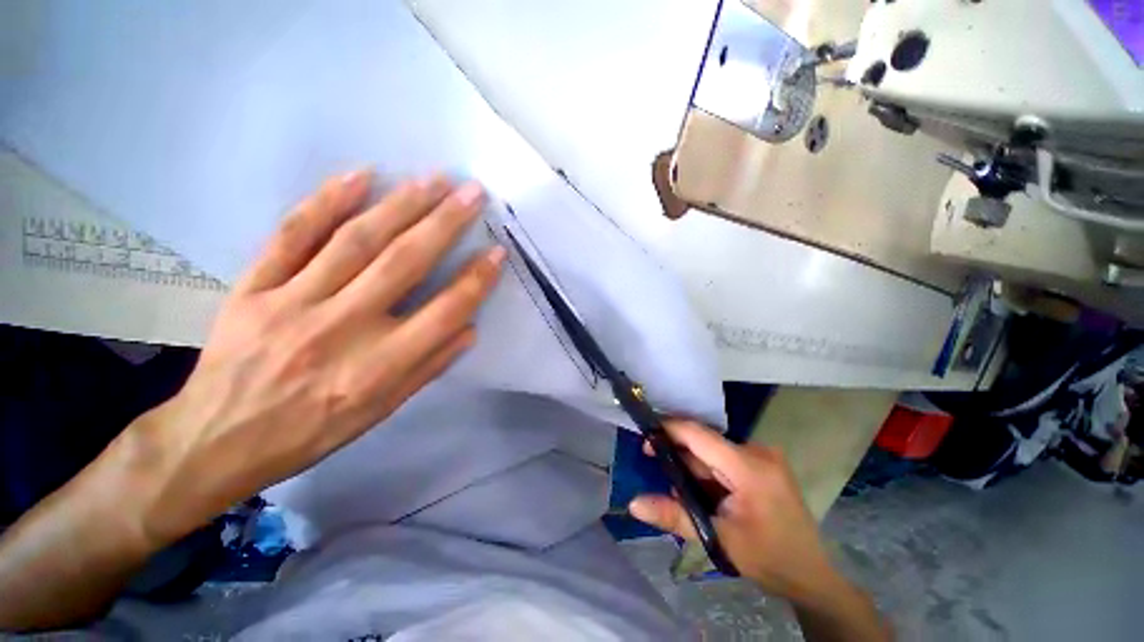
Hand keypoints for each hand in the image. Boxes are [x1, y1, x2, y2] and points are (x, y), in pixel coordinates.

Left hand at [141, 170, 504, 540]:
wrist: (219, 438)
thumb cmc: (313, 430)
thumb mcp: (383, 411)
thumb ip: (429, 367)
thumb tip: (469, 328)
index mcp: (379, 367)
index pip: (445, 311)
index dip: (476, 279)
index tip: (497, 252)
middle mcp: (342, 328)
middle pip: (404, 263)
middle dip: (445, 223)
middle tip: (471, 193)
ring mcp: (293, 302)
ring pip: (356, 240)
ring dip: (400, 204)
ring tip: (432, 179)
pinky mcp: (254, 287)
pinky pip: (293, 234)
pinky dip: (327, 201)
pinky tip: (359, 176)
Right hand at [629, 421, 840, 602]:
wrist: (812, 576)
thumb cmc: (768, 559)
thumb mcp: (718, 539)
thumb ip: (675, 515)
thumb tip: (634, 503)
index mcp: (750, 467)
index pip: (699, 435)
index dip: (669, 429)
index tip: (644, 434)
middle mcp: (757, 452)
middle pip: (705, 442)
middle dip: (679, 453)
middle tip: (656, 468)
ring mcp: (763, 456)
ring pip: (713, 450)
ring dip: (694, 465)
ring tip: (682, 489)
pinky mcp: (764, 463)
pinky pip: (725, 457)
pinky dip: (708, 470)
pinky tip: (703, 490)